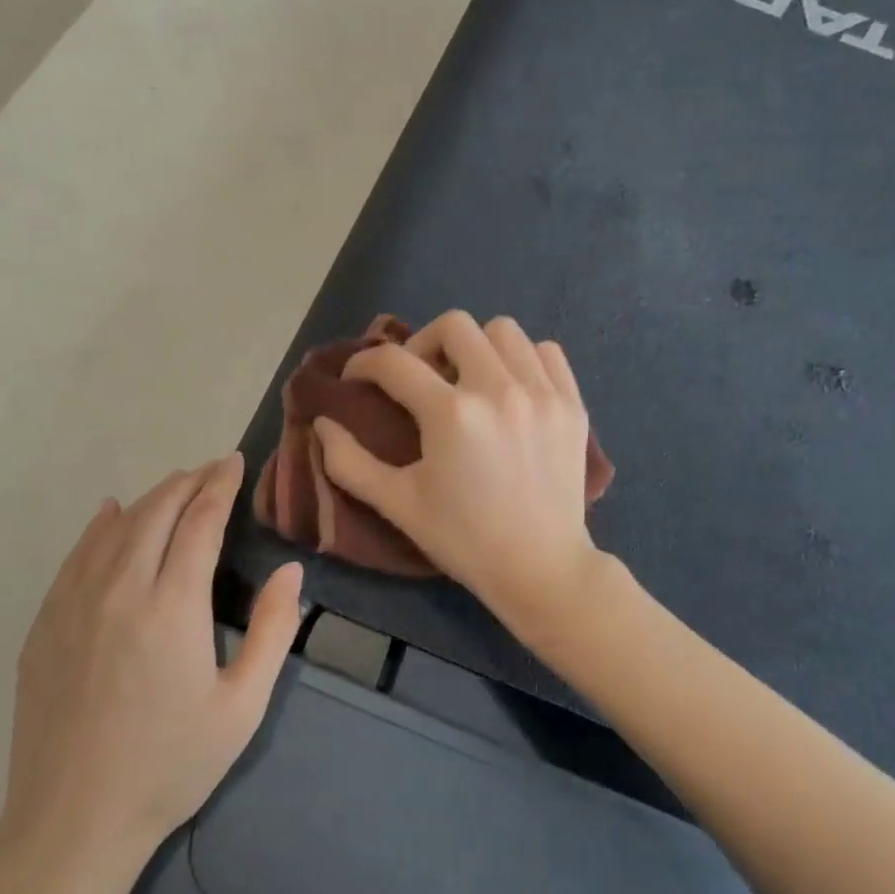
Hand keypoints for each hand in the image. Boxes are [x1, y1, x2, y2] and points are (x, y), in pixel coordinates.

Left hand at [0, 455, 301, 887]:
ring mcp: (74, 605)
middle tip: (212, 469)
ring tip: (175, 485)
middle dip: (188, 481)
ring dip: (150, 498)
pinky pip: (75, 556)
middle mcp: (121, 590)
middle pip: (157, 512)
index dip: (220, 486)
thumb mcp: (243, 705)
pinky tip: (109, 513)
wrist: (73, 825)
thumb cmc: (171, 765)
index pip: (200, 521)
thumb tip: (291, 569)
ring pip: (115, 528)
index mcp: (173, 605)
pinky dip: (98, 526)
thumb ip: (273, 629)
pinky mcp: (45, 625)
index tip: (235, 461)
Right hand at [313, 311, 602, 646]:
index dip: (365, 363)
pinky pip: (546, 352)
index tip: (359, 377)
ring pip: (504, 330)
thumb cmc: (464, 539)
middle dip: (424, 343)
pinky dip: (523, 358)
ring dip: (476, 346)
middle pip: (454, 325)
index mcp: (451, 415)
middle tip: (419, 376)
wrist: (540, 568)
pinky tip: (511, 387)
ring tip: (468, 378)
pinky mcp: (572, 404)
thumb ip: (349, 462)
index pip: (394, 362)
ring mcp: (542, 393)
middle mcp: (499, 390)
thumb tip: (322, 423)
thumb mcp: (398, 504)